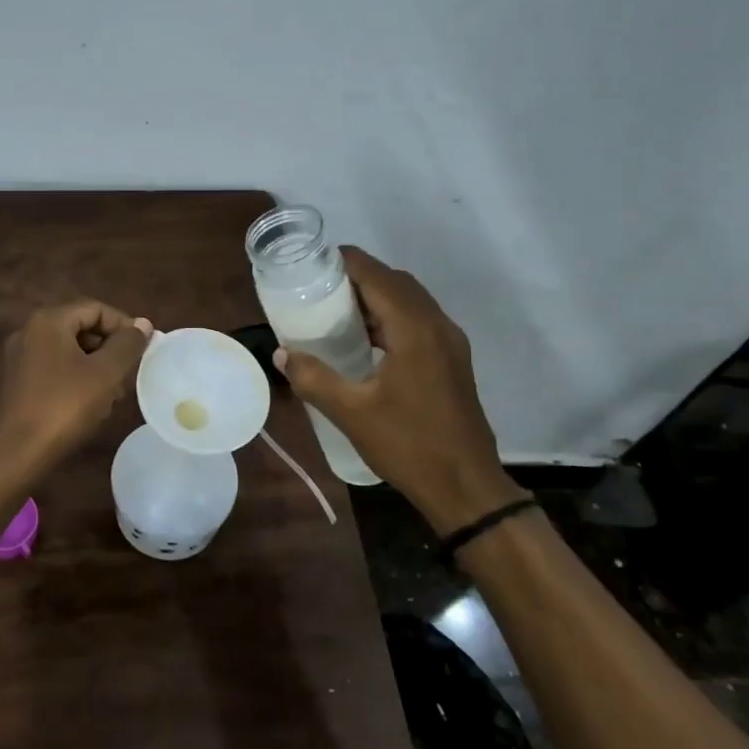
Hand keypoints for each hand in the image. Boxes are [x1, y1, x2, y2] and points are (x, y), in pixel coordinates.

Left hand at [0, 301, 151, 472]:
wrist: (18, 453)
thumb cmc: (65, 406)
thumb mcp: (106, 373)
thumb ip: (127, 344)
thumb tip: (143, 323)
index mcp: (48, 321)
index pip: (95, 308)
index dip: (123, 325)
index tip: (143, 348)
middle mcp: (29, 332)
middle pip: (80, 327)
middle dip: (110, 347)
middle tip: (130, 372)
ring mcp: (20, 358)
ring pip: (69, 350)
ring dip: (96, 365)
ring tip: (114, 393)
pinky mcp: (18, 383)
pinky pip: (55, 368)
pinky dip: (77, 378)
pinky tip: (91, 404)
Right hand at [273, 247, 512, 532]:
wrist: (466, 486)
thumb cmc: (409, 445)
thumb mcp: (351, 413)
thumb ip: (313, 378)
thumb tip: (282, 353)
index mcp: (414, 329)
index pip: (377, 275)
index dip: (345, 262)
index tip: (311, 263)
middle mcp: (437, 326)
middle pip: (395, 282)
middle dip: (358, 276)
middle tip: (318, 286)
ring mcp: (450, 343)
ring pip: (410, 300)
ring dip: (376, 296)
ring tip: (335, 308)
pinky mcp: (452, 360)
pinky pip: (418, 320)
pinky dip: (390, 316)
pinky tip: (365, 339)